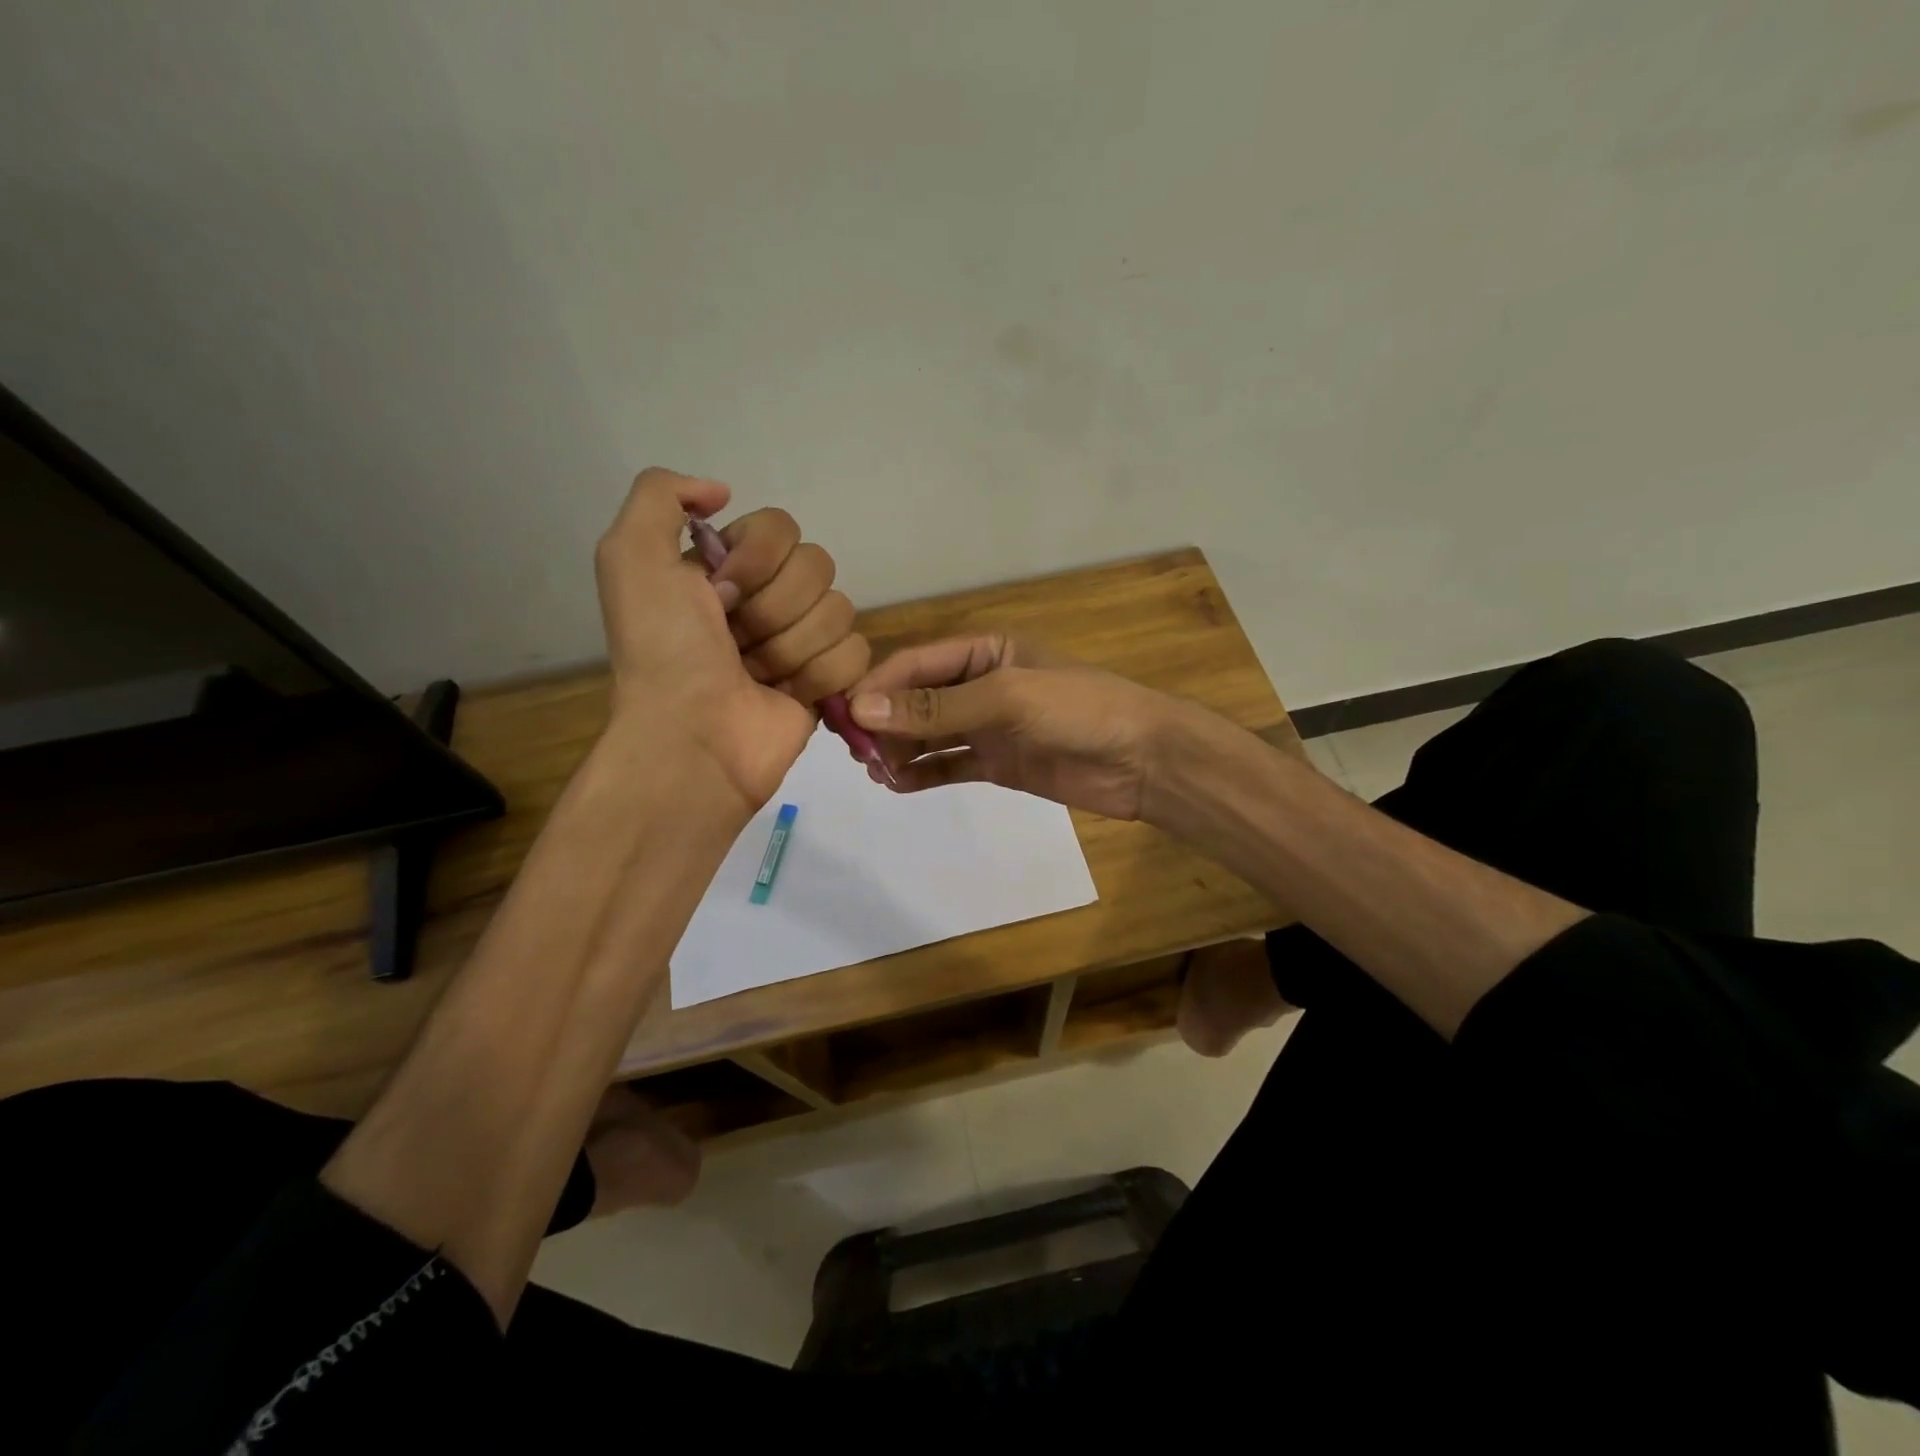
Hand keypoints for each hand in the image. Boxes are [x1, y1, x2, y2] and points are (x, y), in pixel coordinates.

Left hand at [595, 469, 869, 811]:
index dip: (756, 559)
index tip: (719, 594)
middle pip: (816, 565)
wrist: (692, 736)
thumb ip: (661, 496)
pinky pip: (856, 653)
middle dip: (774, 607)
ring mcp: (802, 641)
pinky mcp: (829, 681)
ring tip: (757, 675)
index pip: (781, 527)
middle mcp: (768, 598)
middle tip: (736, 640)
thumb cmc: (663, 651)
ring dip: (792, 646)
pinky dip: (821, 676)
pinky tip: (788, 695)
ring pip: (839, 609)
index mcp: (727, 567)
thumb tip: (722, 492)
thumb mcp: (630, 557)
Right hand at [846, 635, 1188, 821]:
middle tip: (859, 754)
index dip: (877, 686)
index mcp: (984, 651)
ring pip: (928, 734)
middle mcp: (980, 685)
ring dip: (900, 750)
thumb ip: (936, 706)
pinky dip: (923, 774)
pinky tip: (899, 786)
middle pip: (916, 699)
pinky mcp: (998, 763)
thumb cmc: (1077, 710)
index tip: (844, 716)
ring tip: (877, 773)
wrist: (1143, 760)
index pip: (915, 664)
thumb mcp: (1005, 697)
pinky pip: (949, 765)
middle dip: (885, 722)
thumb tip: (862, 709)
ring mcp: (988, 726)